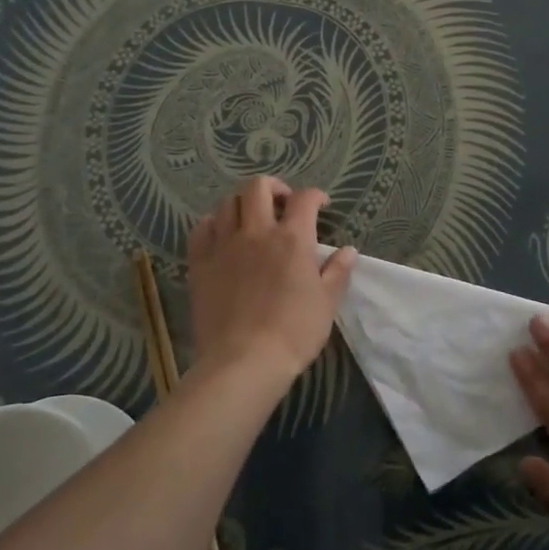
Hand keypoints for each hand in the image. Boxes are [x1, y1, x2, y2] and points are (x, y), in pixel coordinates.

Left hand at [186, 176, 357, 385]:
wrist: (244, 362)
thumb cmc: (294, 332)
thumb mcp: (327, 303)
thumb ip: (338, 272)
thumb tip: (349, 251)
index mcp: (292, 239)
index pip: (304, 199)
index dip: (315, 196)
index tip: (321, 206)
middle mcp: (256, 232)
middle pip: (258, 187)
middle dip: (273, 187)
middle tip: (282, 203)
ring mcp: (224, 246)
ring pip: (227, 204)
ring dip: (243, 204)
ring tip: (251, 219)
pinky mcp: (200, 264)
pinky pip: (201, 229)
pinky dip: (212, 224)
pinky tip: (221, 235)